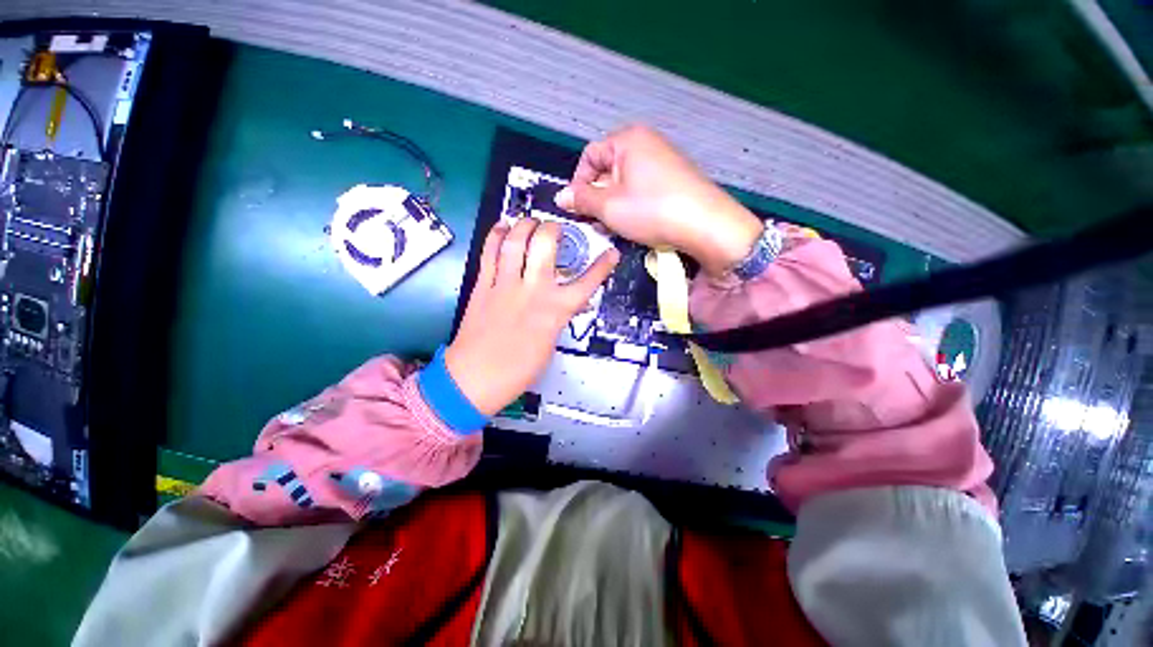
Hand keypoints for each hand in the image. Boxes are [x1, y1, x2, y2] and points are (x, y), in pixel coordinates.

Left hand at [445, 219, 618, 414]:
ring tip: (530, 221)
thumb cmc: (518, 369)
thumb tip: (571, 303)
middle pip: (545, 246)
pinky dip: (495, 235)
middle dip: (553, 229)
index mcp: (555, 311)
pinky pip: (488, 253)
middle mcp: (533, 291)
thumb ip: (559, 317)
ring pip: (515, 242)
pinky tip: (502, 227)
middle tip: (555, 229)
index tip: (611, 253)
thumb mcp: (550, 343)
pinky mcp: (483, 286)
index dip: (602, 266)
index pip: (587, 283)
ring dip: (524, 225)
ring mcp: (505, 285)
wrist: (476, 379)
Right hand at [555, 125, 762, 275]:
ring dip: (613, 206)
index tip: (577, 208)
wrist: (705, 225)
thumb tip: (561, 196)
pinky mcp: (675, 180)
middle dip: (597, 198)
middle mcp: (646, 143)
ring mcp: (663, 161)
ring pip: (625, 183)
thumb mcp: (608, 206)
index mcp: (627, 140)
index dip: (578, 183)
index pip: (589, 156)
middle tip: (595, 223)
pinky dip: (633, 206)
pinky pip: (643, 190)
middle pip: (607, 169)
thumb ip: (581, 199)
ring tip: (614, 228)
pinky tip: (635, 225)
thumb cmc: (651, 210)